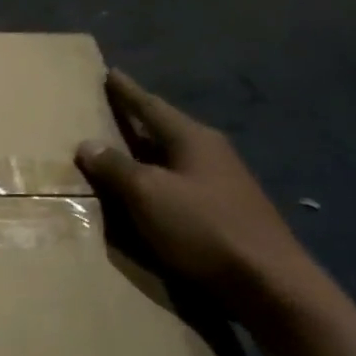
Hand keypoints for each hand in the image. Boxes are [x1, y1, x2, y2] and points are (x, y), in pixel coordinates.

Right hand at [77, 70, 312, 306]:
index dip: (126, 92)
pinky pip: (180, 184)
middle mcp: (211, 153)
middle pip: (165, 129)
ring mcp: (223, 182)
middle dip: (137, 121)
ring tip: (120, 151)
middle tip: (109, 110)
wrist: (267, 282)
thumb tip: (87, 144)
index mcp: (193, 139)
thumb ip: (115, 168)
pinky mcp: (225, 211)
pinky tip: (147, 192)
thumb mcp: (147, 195)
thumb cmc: (202, 228)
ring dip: (146, 154)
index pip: (151, 106)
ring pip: (174, 158)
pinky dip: (158, 181)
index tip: (110, 73)